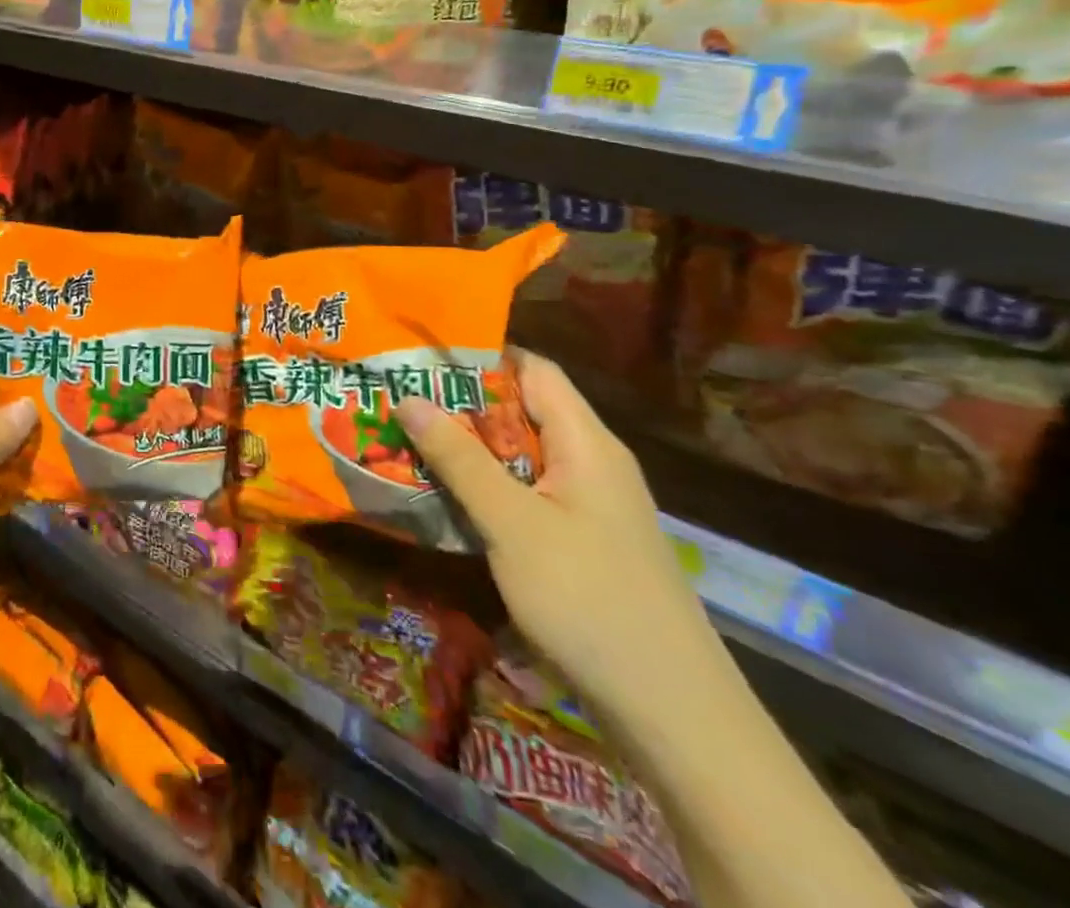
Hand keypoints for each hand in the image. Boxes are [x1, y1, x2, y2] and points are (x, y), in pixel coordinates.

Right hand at [398, 350, 720, 724]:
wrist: (673, 715)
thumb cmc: (589, 600)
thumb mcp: (512, 524)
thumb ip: (459, 458)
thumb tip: (408, 397)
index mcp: (586, 443)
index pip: (532, 369)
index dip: (479, 354)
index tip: (420, 352)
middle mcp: (591, 462)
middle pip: (521, 410)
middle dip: (459, 403)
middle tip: (396, 395)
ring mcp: (588, 504)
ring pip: (519, 454)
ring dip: (467, 447)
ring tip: (405, 437)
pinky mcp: (581, 540)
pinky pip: (525, 492)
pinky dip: (484, 484)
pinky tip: (443, 494)